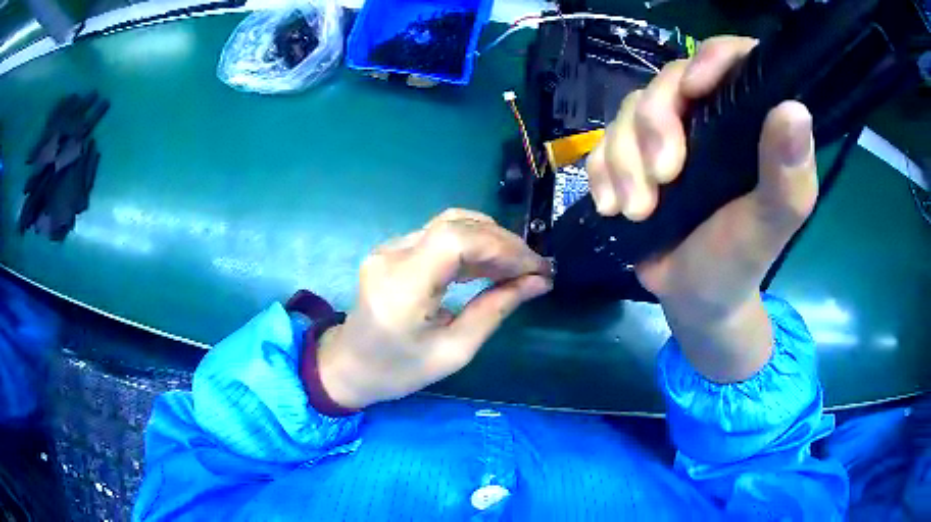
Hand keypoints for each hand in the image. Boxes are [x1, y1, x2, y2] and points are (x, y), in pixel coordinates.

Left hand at [317, 209, 552, 408]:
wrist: (349, 365)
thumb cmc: (398, 370)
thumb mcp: (454, 352)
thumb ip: (495, 311)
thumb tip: (537, 283)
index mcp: (401, 287)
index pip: (455, 240)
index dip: (502, 246)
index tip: (535, 268)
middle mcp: (392, 256)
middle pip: (456, 225)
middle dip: (503, 242)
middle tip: (534, 268)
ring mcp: (389, 248)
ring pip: (450, 224)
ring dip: (490, 240)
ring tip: (518, 267)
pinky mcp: (393, 249)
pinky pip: (439, 235)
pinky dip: (471, 246)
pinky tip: (490, 267)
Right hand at [587, 37, 817, 380]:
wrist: (693, 298)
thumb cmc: (739, 262)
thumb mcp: (768, 225)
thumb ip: (787, 175)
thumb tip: (794, 108)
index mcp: (749, 123)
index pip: (733, 58)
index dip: (711, 58)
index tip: (694, 90)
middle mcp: (710, 116)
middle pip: (669, 81)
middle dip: (655, 126)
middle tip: (662, 180)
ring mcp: (669, 133)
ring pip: (630, 110)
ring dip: (624, 160)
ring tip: (637, 210)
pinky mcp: (635, 155)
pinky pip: (603, 141)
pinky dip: (601, 172)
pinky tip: (612, 206)